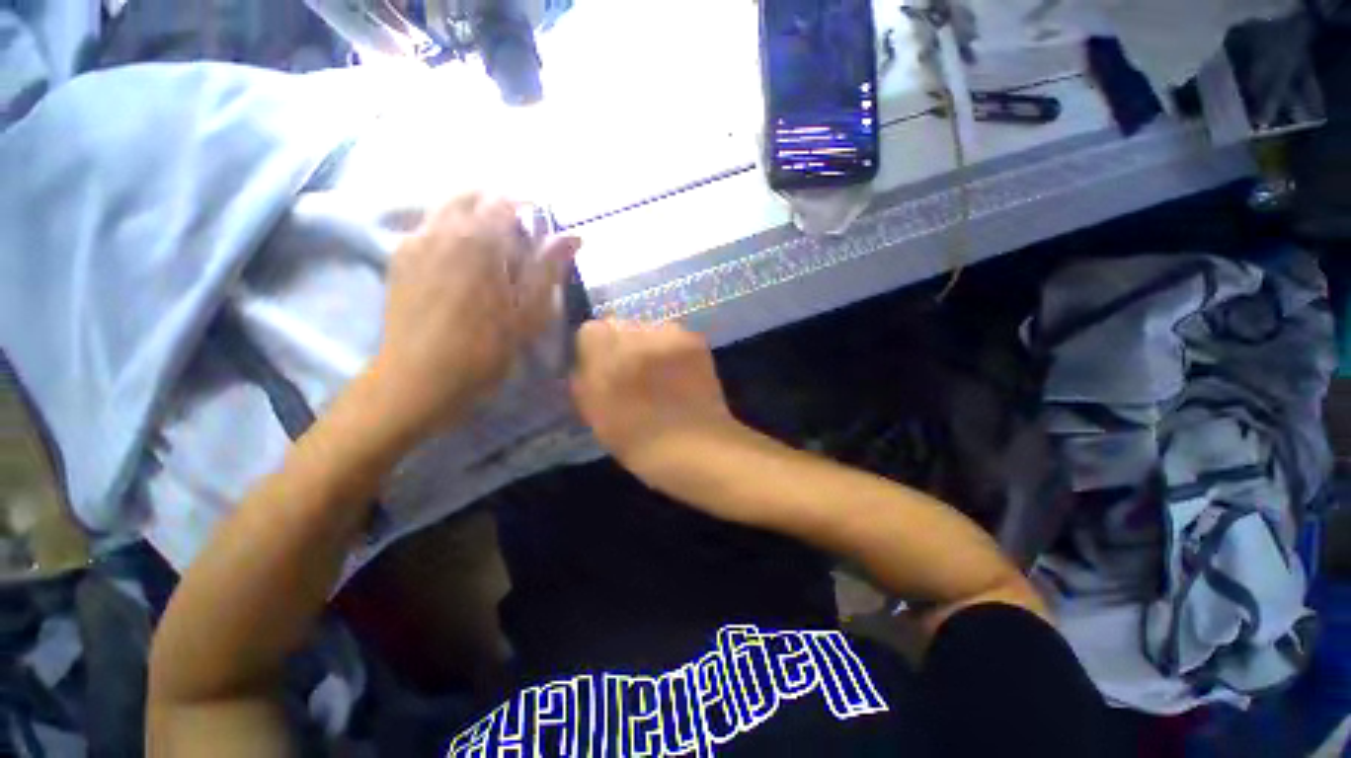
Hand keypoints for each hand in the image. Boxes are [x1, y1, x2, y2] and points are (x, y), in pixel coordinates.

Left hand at [370, 193, 578, 441]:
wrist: (420, 379)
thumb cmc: (485, 349)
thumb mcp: (529, 312)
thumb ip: (549, 268)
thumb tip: (574, 236)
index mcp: (478, 239)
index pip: (504, 200)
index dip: (528, 209)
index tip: (542, 230)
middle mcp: (441, 228)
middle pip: (471, 194)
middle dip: (498, 206)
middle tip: (519, 238)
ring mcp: (414, 242)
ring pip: (446, 208)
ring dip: (473, 217)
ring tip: (493, 252)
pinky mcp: (399, 260)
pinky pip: (428, 227)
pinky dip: (451, 231)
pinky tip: (462, 265)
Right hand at [570, 320, 752, 498]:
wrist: (696, 448)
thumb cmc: (638, 441)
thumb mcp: (594, 413)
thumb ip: (584, 377)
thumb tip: (585, 357)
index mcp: (605, 357)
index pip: (590, 331)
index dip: (594, 351)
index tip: (603, 372)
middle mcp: (636, 336)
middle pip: (620, 326)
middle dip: (621, 346)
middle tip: (632, 375)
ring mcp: (669, 335)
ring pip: (648, 329)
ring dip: (647, 346)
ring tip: (659, 376)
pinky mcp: (694, 340)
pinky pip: (672, 336)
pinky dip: (671, 350)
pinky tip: (679, 374)